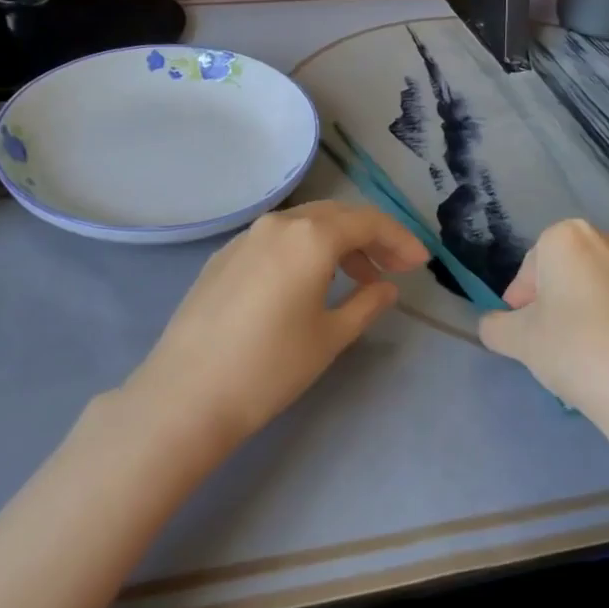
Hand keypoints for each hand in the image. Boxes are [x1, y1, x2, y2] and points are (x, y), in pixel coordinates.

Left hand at [125, 201, 426, 453]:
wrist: (188, 392)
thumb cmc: (270, 366)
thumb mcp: (330, 337)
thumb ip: (366, 303)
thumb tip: (386, 286)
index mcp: (310, 235)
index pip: (366, 221)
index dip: (399, 238)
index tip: (420, 262)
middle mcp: (277, 223)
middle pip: (335, 215)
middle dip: (370, 237)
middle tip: (394, 268)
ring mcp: (245, 237)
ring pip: (303, 224)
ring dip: (336, 243)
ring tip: (357, 278)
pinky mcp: (223, 256)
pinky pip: (276, 239)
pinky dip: (303, 250)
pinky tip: (308, 282)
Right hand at [478, 219, 608, 441]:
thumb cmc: (576, 351)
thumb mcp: (518, 342)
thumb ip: (495, 326)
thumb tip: (494, 325)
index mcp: (568, 238)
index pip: (531, 267)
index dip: (521, 301)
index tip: (522, 332)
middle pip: (568, 272)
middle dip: (555, 301)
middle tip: (549, 342)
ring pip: (602, 289)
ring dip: (589, 312)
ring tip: (587, 356)